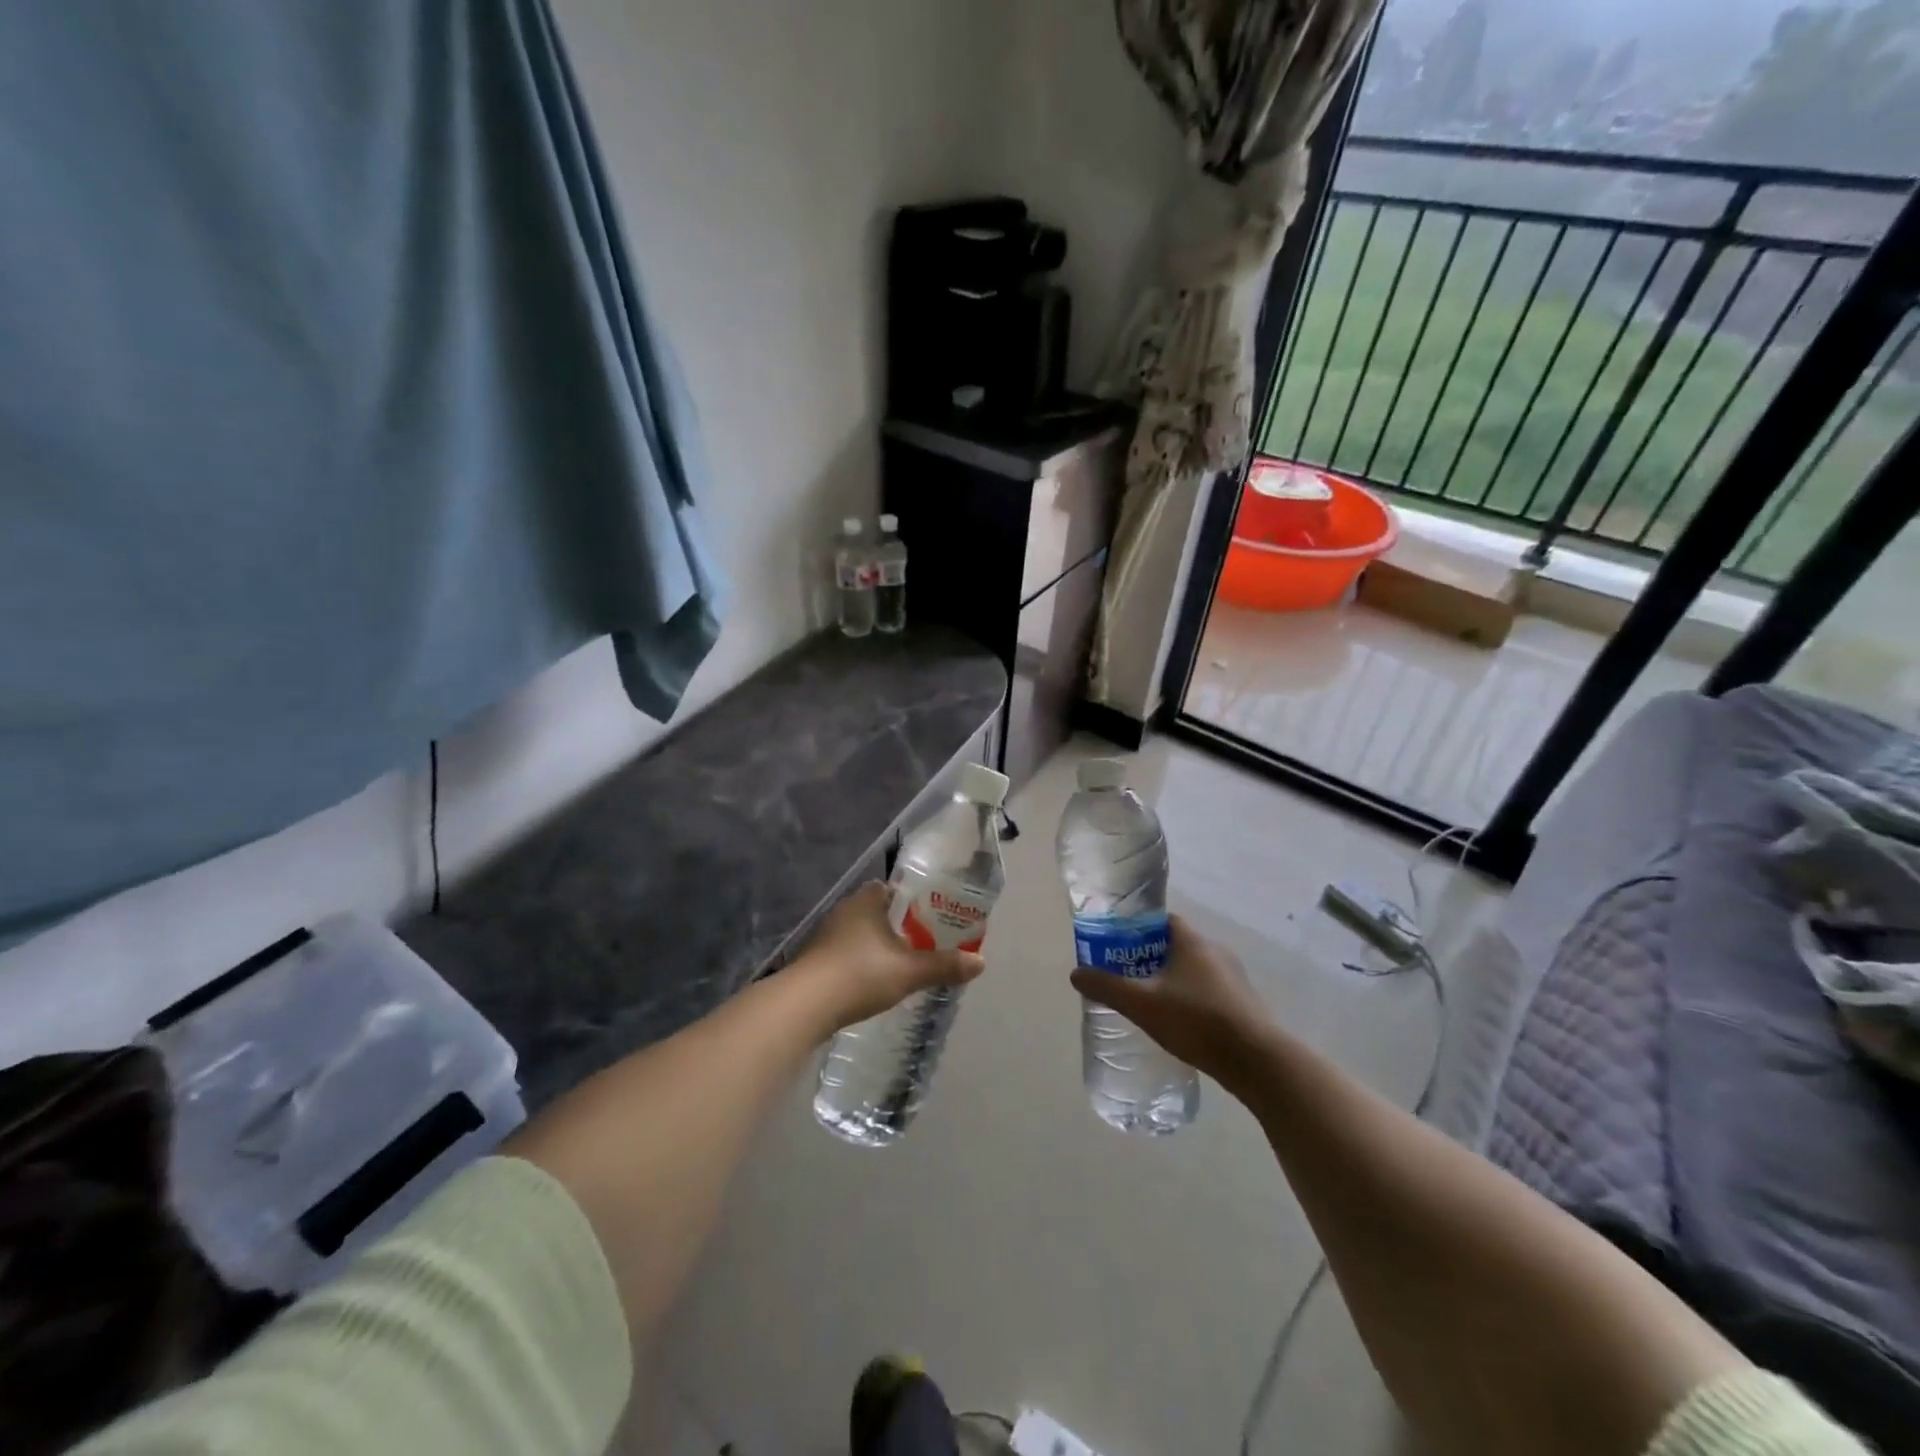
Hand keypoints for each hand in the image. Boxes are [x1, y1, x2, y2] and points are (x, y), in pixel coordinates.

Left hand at [793, 881, 985, 1029]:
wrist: (804, 1005)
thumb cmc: (860, 974)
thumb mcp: (909, 971)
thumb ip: (944, 965)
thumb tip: (980, 963)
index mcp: (866, 900)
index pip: (893, 889)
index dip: (914, 900)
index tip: (933, 916)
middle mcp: (844, 910)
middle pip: (878, 911)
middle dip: (900, 925)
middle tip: (925, 942)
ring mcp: (826, 936)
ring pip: (861, 934)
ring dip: (879, 945)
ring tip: (903, 963)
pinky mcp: (816, 960)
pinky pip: (847, 953)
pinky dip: (863, 962)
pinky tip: (873, 981)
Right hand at [1071, 916, 1274, 1085]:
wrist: (1257, 1061)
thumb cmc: (1197, 1021)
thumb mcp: (1143, 1004)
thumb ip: (1108, 987)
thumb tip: (1076, 973)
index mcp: (1192, 942)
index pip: (1162, 921)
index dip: (1138, 929)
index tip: (1118, 945)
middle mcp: (1216, 952)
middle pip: (1176, 946)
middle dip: (1151, 959)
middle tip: (1127, 977)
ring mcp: (1234, 978)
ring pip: (1194, 971)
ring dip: (1172, 982)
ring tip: (1150, 1003)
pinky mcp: (1244, 1004)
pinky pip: (1209, 992)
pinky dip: (1191, 1000)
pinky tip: (1179, 1025)